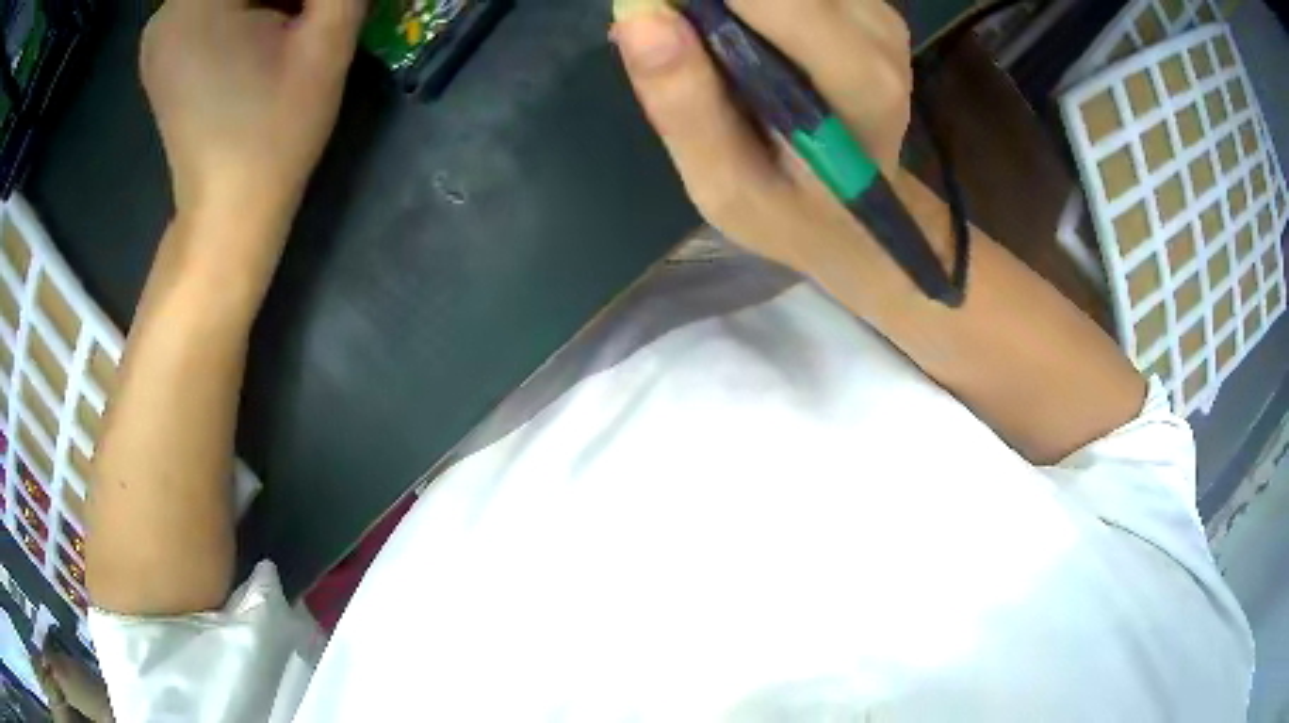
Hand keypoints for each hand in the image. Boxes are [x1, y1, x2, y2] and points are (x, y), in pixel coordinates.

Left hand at [140, 0, 364, 243]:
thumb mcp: (325, 43)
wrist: (228, 211)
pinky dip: (242, 2)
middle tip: (303, 13)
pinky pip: (207, 1)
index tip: (307, 8)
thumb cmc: (274, 133)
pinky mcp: (162, 48)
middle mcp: (165, 11)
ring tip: (285, 20)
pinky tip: (262, 24)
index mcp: (194, 5)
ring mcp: (158, 31)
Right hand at [612, 0, 916, 281]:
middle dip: (712, 0)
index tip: (658, 17)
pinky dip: (752, 4)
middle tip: (681, 39)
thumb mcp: (724, 185)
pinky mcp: (868, 6)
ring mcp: (879, 16)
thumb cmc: (790, 210)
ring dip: (731, 4)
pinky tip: (741, 34)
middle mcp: (878, 35)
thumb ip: (684, 105)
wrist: (856, 216)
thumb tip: (639, 13)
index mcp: (857, 82)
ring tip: (712, 49)